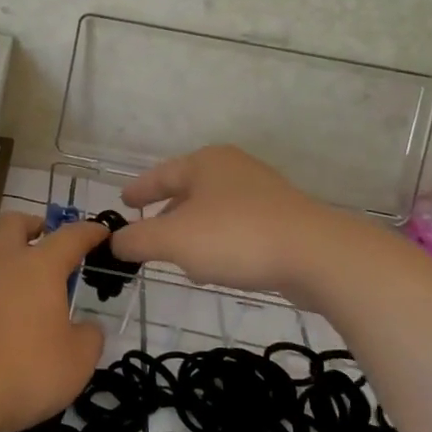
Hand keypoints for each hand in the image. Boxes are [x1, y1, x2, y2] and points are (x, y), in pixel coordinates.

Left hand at [0, 213, 107, 431]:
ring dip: (4, 257)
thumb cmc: (22, 368)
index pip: (70, 237)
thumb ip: (88, 339)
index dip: (88, 232)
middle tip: (45, 240)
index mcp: (39, 266)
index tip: (100, 231)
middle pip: (14, 223)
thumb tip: (87, 327)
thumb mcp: (75, 362)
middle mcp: (0, 261)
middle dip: (32, 225)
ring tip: (19, 283)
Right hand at [110, 145, 329, 294]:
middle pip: (188, 191)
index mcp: (205, 163)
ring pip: (213, 212)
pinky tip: (216, 269)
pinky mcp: (282, 220)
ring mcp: (262, 194)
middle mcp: (233, 170)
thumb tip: (114, 242)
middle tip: (148, 235)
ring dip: (193, 234)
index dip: (139, 190)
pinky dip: (219, 244)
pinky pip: (236, 228)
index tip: (123, 202)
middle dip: (166, 215)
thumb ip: (137, 240)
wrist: (317, 255)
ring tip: (180, 259)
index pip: (161, 174)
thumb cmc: (235, 237)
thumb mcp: (173, 240)